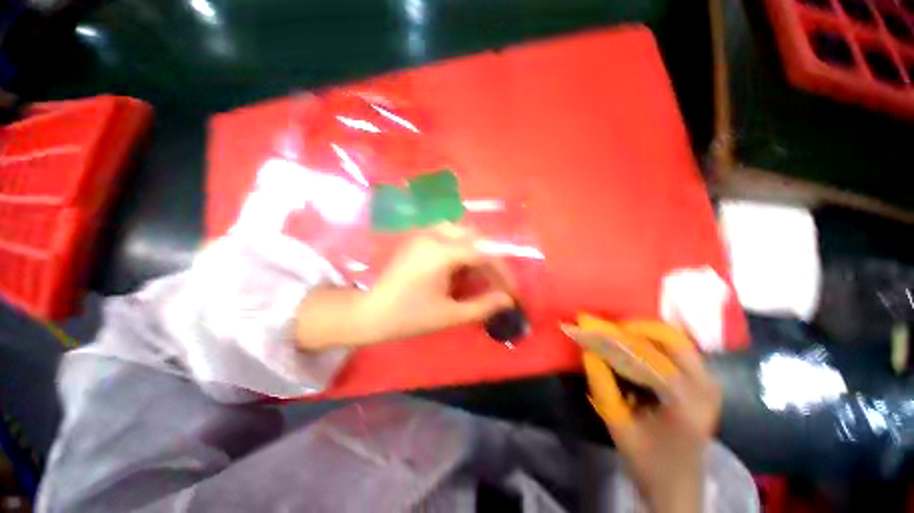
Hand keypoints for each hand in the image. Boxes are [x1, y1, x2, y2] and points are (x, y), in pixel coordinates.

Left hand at [365, 224, 514, 342]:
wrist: (370, 313)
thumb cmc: (409, 316)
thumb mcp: (449, 314)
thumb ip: (482, 306)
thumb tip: (507, 301)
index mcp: (441, 252)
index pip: (484, 252)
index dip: (502, 271)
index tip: (511, 290)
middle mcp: (434, 235)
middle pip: (474, 237)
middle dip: (490, 259)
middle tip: (495, 282)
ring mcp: (423, 233)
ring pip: (461, 233)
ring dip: (475, 250)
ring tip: (478, 274)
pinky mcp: (418, 238)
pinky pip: (447, 235)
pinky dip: (460, 248)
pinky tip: (459, 267)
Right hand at [582, 322, 720, 512]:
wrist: (679, 488)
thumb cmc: (648, 462)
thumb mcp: (618, 423)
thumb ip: (602, 383)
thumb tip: (587, 349)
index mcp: (685, 401)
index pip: (642, 355)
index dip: (609, 337)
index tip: (583, 323)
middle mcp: (705, 385)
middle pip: (668, 337)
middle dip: (630, 328)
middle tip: (602, 328)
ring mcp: (709, 382)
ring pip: (674, 339)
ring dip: (640, 332)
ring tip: (613, 334)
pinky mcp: (705, 382)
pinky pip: (678, 349)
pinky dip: (652, 341)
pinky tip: (633, 346)